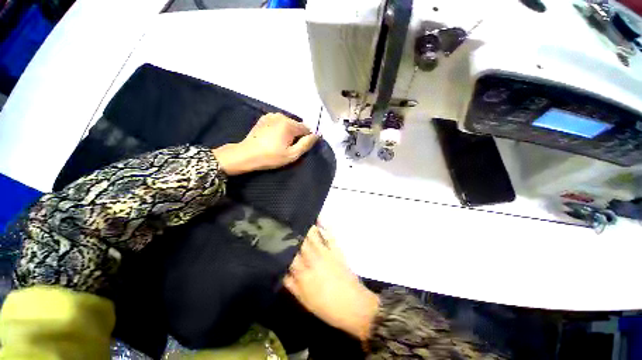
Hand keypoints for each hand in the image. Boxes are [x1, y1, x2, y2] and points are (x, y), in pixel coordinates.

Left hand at [212, 113, 318, 174]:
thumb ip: (306, 144)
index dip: (306, 138)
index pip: (306, 128)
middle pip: (297, 125)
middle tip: (289, 147)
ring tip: (280, 143)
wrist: (246, 154)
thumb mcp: (292, 154)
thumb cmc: (271, 156)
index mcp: (289, 124)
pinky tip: (273, 138)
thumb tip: (317, 135)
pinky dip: (280, 129)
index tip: (299, 147)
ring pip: (288, 123)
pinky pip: (279, 122)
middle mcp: (281, 116)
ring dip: (288, 132)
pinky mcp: (264, 118)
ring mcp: (271, 116)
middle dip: (296, 135)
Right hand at [284, 225, 379, 341]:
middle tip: (284, 223)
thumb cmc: (327, 307)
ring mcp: (325, 252)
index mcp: (303, 273)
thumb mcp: (304, 301)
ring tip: (298, 218)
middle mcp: (312, 259)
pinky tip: (319, 218)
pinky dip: (325, 226)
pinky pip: (330, 235)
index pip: (288, 255)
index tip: (275, 238)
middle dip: (291, 233)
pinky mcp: (336, 250)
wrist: (353, 305)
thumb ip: (291, 285)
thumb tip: (280, 271)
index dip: (281, 246)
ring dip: (305, 227)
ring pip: (312, 236)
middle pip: (299, 242)